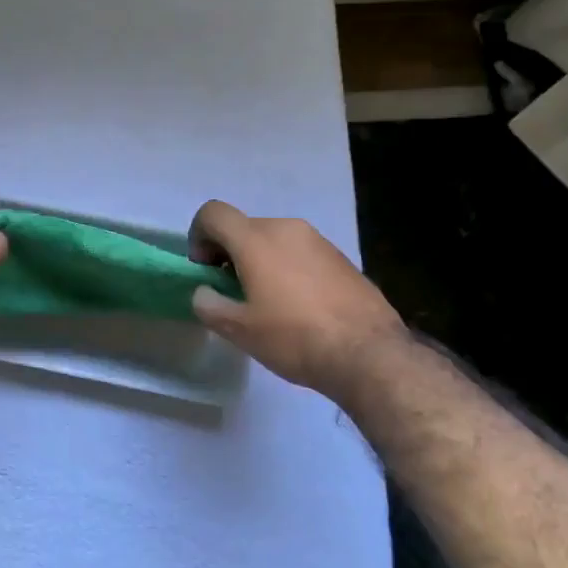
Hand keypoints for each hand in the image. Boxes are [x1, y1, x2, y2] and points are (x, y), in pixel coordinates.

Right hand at [187, 200, 406, 405]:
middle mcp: (286, 228)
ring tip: (268, 303)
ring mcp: (318, 240)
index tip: (205, 269)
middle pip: (244, 228)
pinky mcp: (341, 257)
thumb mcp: (239, 330)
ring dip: (259, 261)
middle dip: (229, 253)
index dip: (198, 236)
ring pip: (274, 240)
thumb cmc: (295, 337)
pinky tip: (298, 306)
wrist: (369, 354)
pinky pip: (300, 253)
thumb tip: (204, 292)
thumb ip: (209, 304)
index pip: (213, 213)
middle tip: (233, 292)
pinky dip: (287, 268)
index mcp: (256, 239)